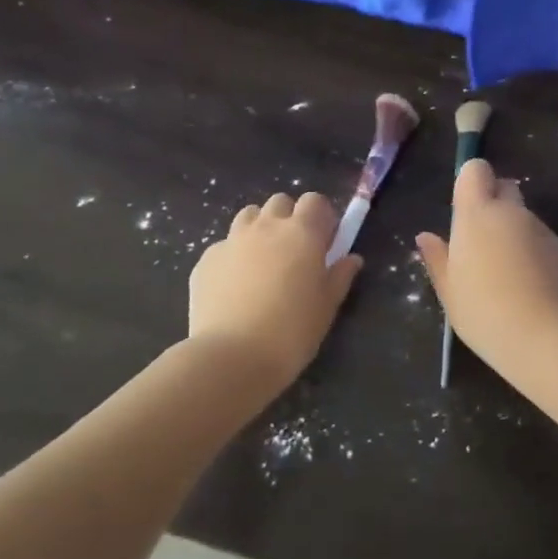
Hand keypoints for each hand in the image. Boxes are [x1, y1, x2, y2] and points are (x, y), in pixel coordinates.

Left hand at [188, 192, 363, 383]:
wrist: (232, 357)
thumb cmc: (292, 331)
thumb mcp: (327, 306)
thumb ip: (340, 276)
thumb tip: (351, 259)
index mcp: (302, 233)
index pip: (315, 201)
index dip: (321, 217)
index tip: (325, 241)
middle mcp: (266, 227)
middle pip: (280, 202)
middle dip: (289, 218)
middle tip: (294, 251)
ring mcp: (232, 240)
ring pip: (248, 216)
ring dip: (259, 229)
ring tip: (263, 262)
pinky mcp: (206, 260)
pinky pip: (224, 245)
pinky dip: (234, 256)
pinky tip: (235, 285)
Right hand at [416, 159, 557, 377]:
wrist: (541, 335)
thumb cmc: (482, 310)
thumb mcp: (449, 289)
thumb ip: (437, 258)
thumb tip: (425, 237)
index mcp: (476, 214)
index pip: (475, 170)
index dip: (472, 181)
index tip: (466, 207)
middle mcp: (512, 212)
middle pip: (506, 188)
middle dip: (497, 205)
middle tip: (485, 242)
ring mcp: (542, 230)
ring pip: (527, 220)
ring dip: (517, 235)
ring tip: (510, 276)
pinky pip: (546, 244)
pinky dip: (538, 257)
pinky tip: (533, 290)